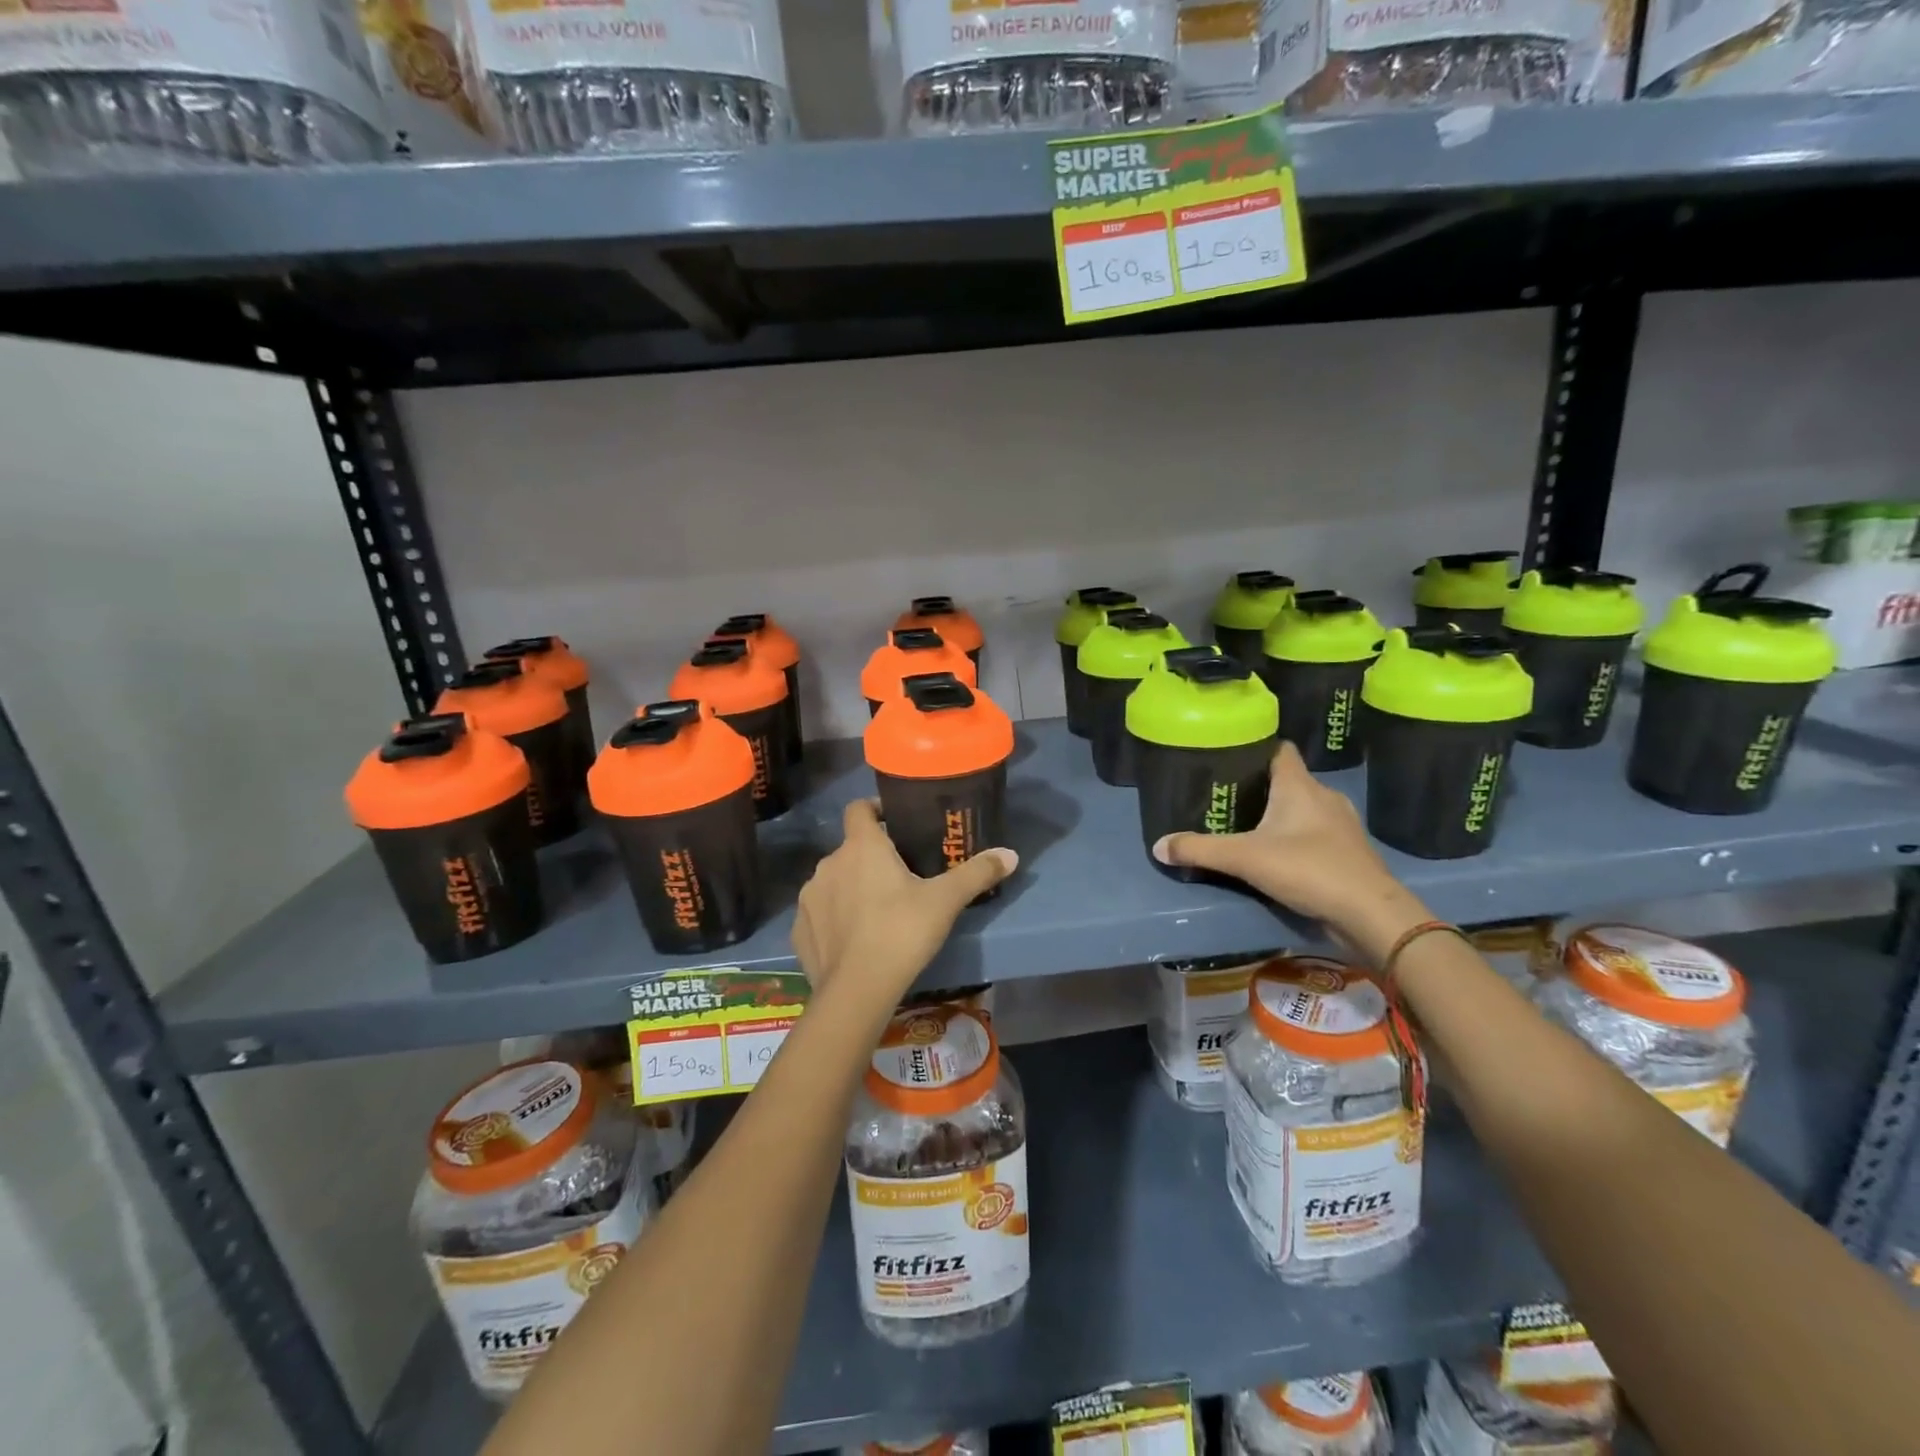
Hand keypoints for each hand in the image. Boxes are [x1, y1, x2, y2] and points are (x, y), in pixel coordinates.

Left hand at [793, 799, 1016, 999]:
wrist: (856, 991)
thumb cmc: (902, 932)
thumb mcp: (945, 901)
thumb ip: (976, 873)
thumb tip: (1011, 854)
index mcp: (861, 847)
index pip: (858, 808)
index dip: (874, 809)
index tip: (894, 822)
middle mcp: (829, 863)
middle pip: (850, 849)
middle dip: (871, 858)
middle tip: (899, 877)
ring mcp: (810, 897)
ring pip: (834, 881)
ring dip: (851, 887)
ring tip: (877, 911)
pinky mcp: (799, 930)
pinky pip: (819, 913)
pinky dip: (834, 919)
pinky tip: (853, 940)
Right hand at [1151, 741, 1426, 960]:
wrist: (1370, 914)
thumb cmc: (1308, 869)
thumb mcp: (1244, 858)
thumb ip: (1200, 850)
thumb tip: (1158, 846)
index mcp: (1300, 786)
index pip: (1279, 749)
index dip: (1255, 748)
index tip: (1229, 756)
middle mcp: (1323, 796)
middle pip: (1288, 780)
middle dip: (1261, 787)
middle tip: (1227, 797)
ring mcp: (1341, 825)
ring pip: (1304, 808)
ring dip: (1280, 815)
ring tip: (1248, 826)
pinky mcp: (1348, 852)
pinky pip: (1316, 834)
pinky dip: (1297, 838)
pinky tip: (1278, 854)